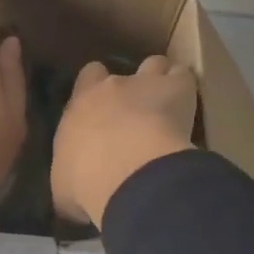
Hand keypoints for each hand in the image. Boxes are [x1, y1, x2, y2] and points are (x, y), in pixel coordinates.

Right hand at [51, 55, 197, 226]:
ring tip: (168, 102)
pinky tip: (189, 107)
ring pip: (155, 65)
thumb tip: (73, 187)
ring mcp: (145, 83)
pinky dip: (186, 88)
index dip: (97, 87)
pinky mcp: (177, 88)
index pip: (88, 78)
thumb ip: (69, 176)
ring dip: (161, 80)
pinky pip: (184, 77)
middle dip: (129, 86)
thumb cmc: (86, 182)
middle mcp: (110, 87)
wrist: (126, 173)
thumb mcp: (64, 186)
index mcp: (80, 105)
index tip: (105, 107)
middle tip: (136, 111)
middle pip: (121, 71)